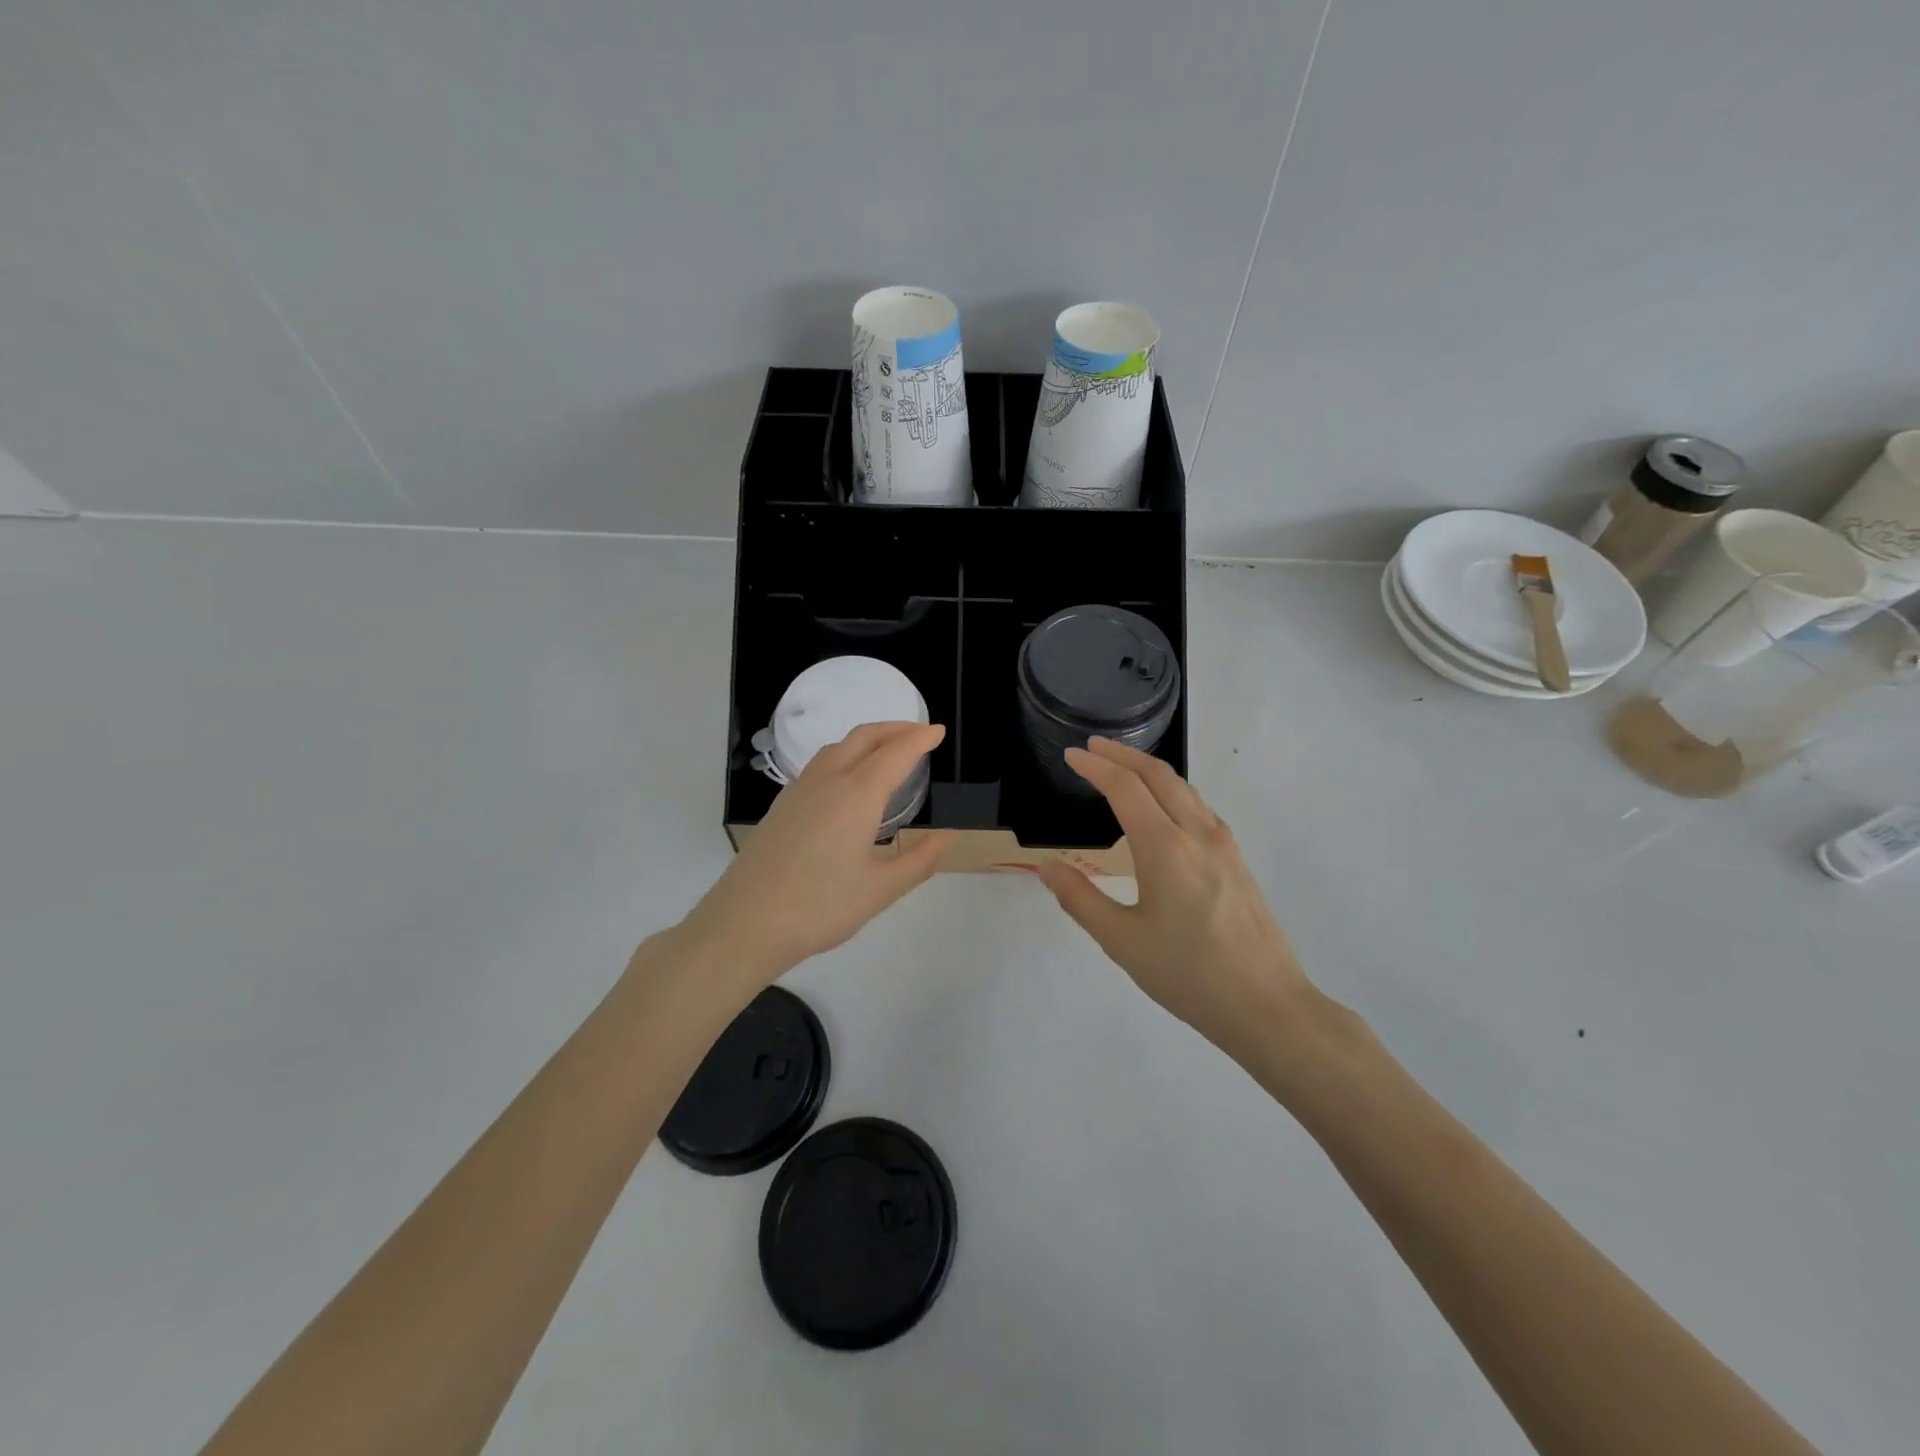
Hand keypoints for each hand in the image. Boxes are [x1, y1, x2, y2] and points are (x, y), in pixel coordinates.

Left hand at [683, 722, 951, 982]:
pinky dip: (846, 755)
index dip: (920, 739)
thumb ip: (920, 860)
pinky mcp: (782, 805)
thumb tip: (948, 836)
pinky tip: (850, 780)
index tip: (940, 732)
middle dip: (896, 728)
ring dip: (868, 738)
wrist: (745, 923)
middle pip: (865, 737)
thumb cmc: (821, 907)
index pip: (896, 752)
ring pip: (839, 746)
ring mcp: (800, 789)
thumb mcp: (881, 890)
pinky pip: (821, 763)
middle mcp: (828, 780)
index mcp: (857, 794)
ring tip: (888, 751)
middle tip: (921, 733)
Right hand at [1035, 738, 1315, 1058]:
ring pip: (1184, 788)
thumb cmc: (1188, 975)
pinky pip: (1199, 807)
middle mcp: (1197, 834)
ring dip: (1149, 770)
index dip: (1095, 767)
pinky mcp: (1237, 860)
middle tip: (1092, 748)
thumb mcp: (1122, 941)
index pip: (1125, 788)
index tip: (1072, 755)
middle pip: (1158, 775)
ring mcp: (1224, 845)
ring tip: (1122, 768)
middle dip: (1122, 755)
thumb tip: (1048, 867)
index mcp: (1165, 848)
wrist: (1268, 1006)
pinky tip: (1163, 809)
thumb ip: (1081, 899)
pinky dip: (1172, 791)